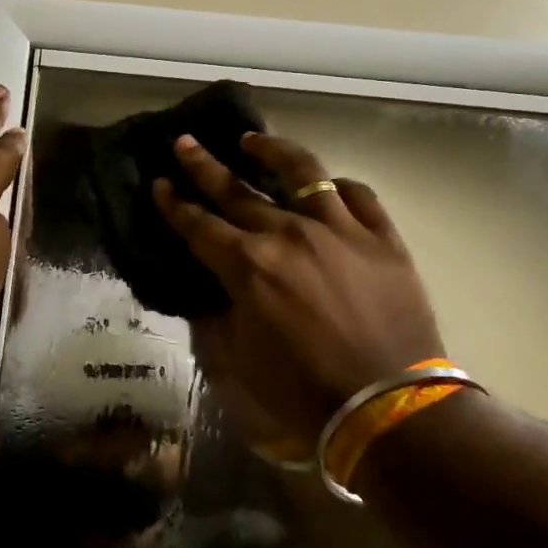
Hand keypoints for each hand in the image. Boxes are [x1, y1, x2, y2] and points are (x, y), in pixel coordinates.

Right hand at [156, 131, 442, 441]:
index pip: (198, 224)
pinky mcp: (382, 237)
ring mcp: (339, 229)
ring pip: (302, 172)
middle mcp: (288, 234)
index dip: (174, 203)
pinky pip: (358, 195)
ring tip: (253, 140)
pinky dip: (338, 187)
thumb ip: (217, 316)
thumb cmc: (303, 390)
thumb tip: (211, 291)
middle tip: (185, 143)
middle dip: (204, 165)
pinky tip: (328, 184)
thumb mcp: (239, 360)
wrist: (387, 406)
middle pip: (237, 190)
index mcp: (248, 265)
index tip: (160, 183)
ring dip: (271, 151)